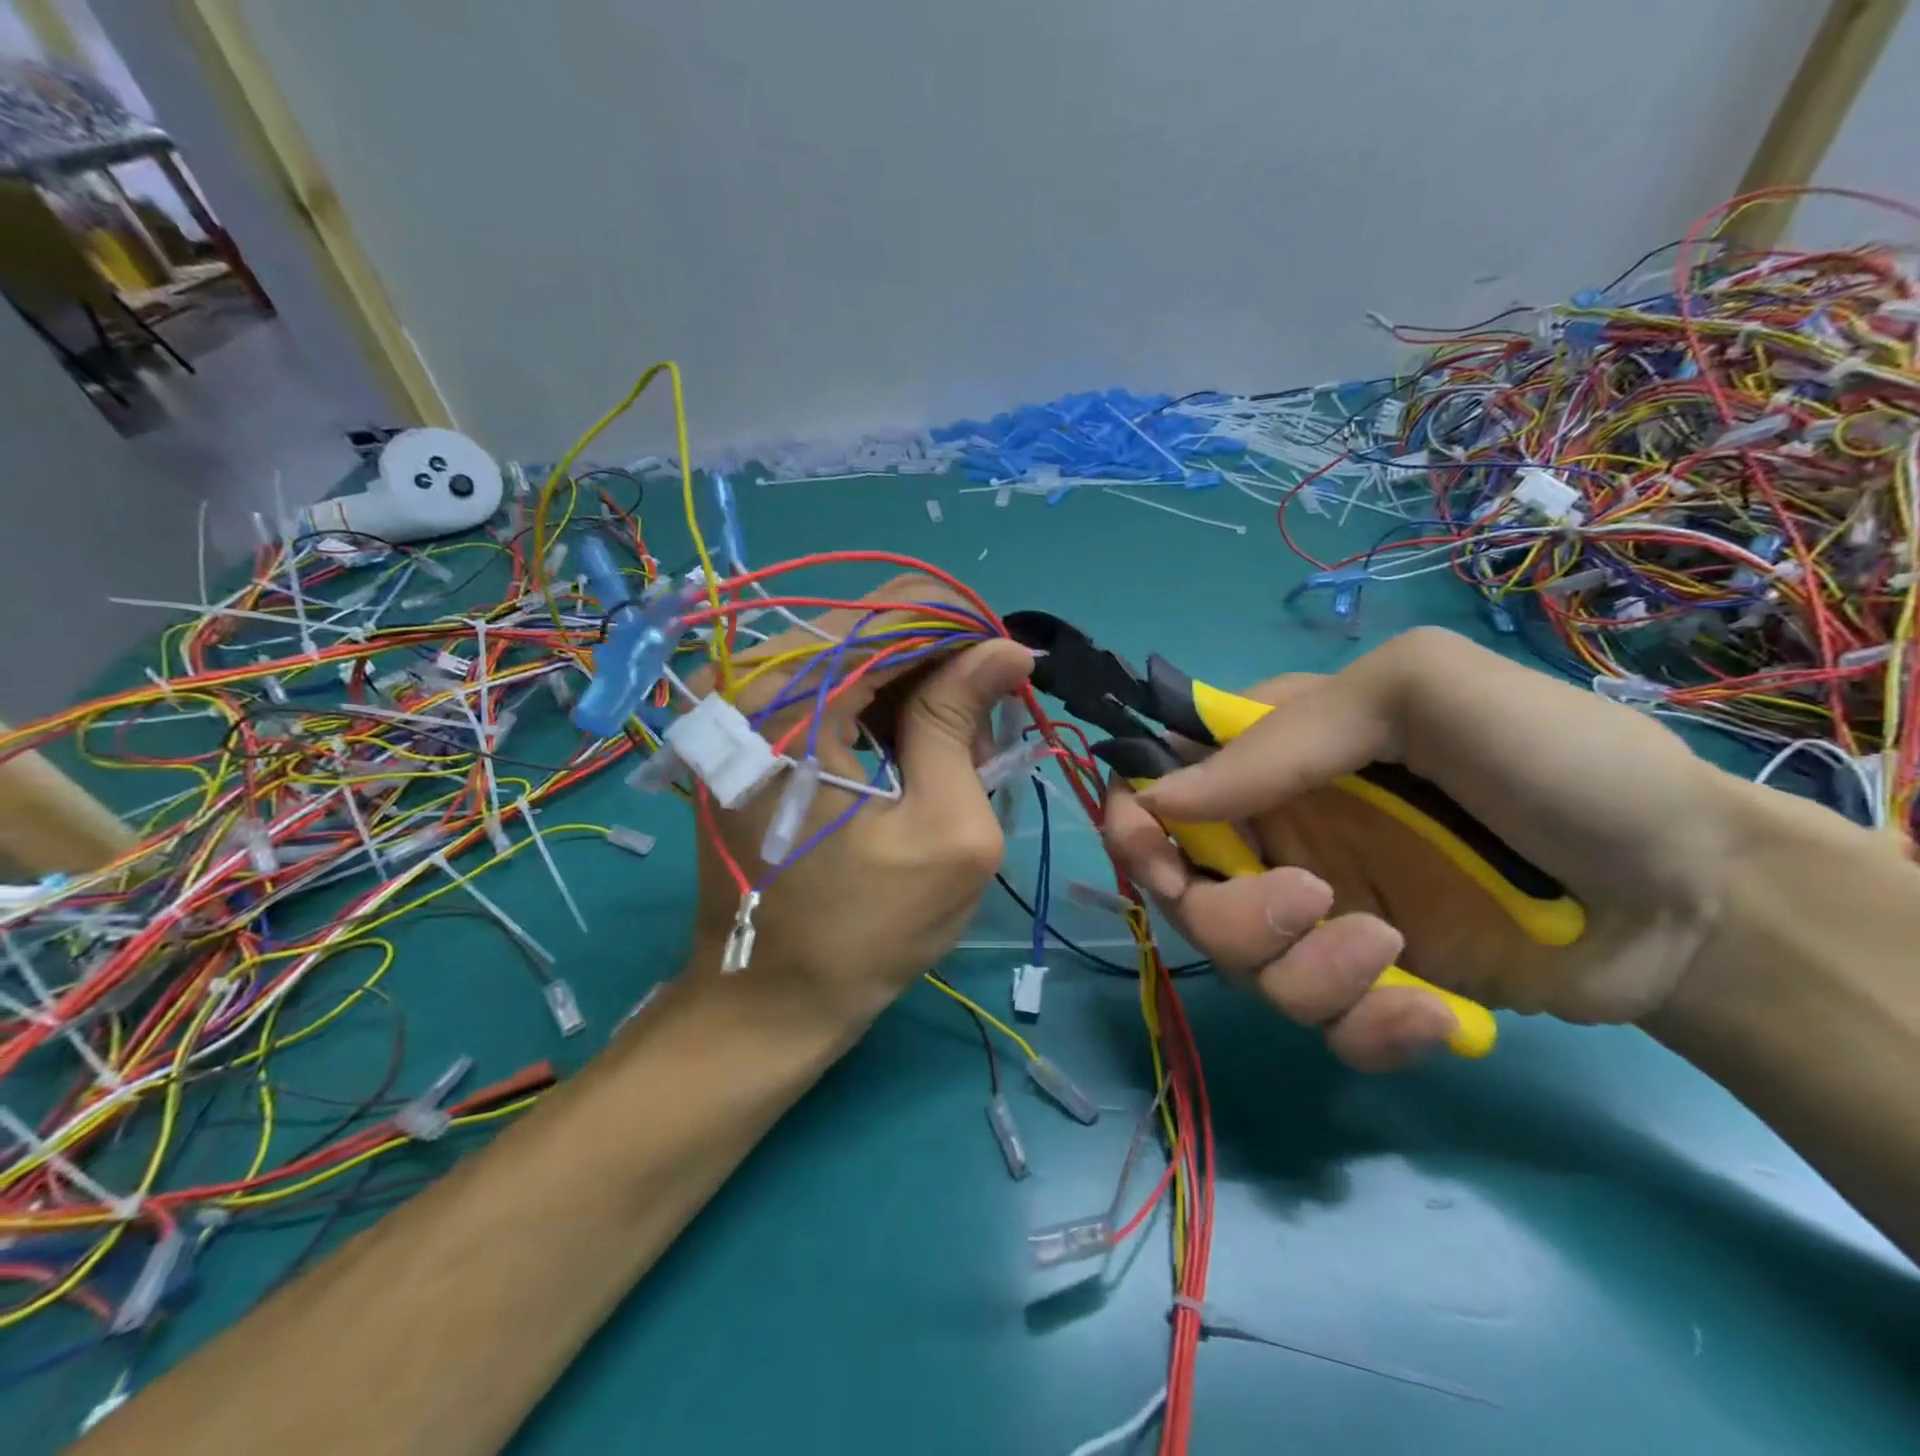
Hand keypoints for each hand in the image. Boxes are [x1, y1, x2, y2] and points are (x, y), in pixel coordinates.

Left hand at [685, 575, 1033, 1024]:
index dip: (967, 633)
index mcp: (789, 701)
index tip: (1014, 674)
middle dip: (943, 666)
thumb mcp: (945, 829)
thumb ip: (962, 722)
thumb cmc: (864, 932)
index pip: (895, 613)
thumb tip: (1007, 648)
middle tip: (984, 732)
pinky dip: (880, 710)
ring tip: (954, 758)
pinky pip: (829, 686)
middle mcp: (748, 682)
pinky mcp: (745, 730)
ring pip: (855, 653)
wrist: (766, 1004)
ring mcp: (738, 704)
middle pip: (872, 626)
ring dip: (916, 691)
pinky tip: (911, 760)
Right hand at [1102, 627, 1754, 1069]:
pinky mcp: (1366, 987)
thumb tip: (1159, 800)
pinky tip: (1434, 1017)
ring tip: (1392, 949)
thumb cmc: (1554, 761)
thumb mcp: (1418, 694)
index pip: (1160, 785)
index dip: (1136, 822)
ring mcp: (1319, 915)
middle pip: (1183, 891)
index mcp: (1274, 758)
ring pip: (1243, 966)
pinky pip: (1317, 1025)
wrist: (1696, 894)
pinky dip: (1363, 1028)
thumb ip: (1284, 736)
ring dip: (1304, 971)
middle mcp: (1278, 834)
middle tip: (1307, 902)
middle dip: (1226, 913)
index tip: (1154, 854)